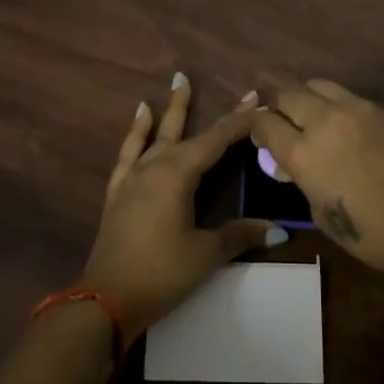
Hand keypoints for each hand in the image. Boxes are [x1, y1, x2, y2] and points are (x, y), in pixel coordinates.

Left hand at [82, 74, 282, 339]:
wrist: (106, 299)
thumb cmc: (161, 273)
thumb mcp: (205, 254)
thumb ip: (239, 235)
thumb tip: (277, 229)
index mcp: (177, 174)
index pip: (216, 140)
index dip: (239, 122)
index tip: (260, 101)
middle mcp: (154, 167)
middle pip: (187, 133)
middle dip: (211, 114)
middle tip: (228, 88)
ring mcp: (133, 178)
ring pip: (155, 136)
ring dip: (169, 110)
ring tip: (176, 83)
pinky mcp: (118, 192)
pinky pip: (128, 153)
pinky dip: (135, 134)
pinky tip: (140, 119)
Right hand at [252, 78, 383, 277]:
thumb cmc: (371, 234)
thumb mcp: (320, 213)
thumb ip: (302, 180)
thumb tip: (295, 165)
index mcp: (302, 153)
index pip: (264, 123)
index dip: (255, 126)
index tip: (257, 134)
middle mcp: (323, 121)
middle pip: (286, 93)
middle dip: (275, 102)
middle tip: (275, 114)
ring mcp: (353, 109)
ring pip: (315, 84)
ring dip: (304, 95)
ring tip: (306, 111)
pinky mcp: (379, 109)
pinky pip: (344, 94)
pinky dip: (331, 102)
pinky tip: (337, 120)